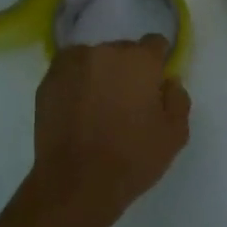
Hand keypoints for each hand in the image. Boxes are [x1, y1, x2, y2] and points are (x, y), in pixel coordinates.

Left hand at [31, 37, 191, 218]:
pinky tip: (77, 110)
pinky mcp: (48, 81)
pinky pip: (69, 73)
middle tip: (126, 101)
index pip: (155, 44)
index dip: (157, 63)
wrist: (76, 183)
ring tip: (98, 106)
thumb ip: (178, 99)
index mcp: (140, 60)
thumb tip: (169, 81)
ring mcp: (72, 64)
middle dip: (127, 69)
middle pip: (122, 50)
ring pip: (93, 59)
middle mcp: (105, 51)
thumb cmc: (132, 158)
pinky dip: (75, 84)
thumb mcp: (175, 135)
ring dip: (99, 74)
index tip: (154, 85)